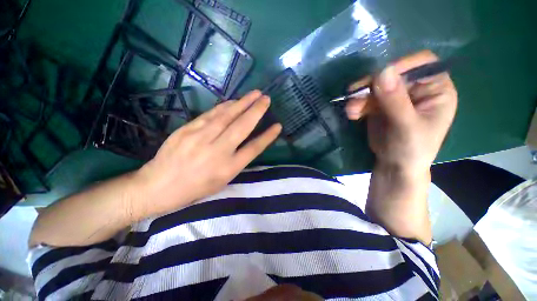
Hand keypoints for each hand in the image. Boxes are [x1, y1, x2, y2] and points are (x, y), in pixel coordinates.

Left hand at [131, 90, 281, 218]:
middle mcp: (217, 151)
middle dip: (256, 111)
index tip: (278, 125)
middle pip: (242, 126)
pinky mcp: (188, 129)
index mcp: (228, 168)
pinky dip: (225, 106)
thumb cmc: (196, 187)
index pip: (254, 148)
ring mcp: (201, 138)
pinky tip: (233, 101)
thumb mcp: (222, 180)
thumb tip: (248, 141)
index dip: (267, 136)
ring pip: (226, 116)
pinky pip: (211, 114)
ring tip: (254, 94)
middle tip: (267, 99)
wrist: (159, 185)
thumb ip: (237, 160)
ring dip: (242, 103)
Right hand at [345, 50, 457, 173]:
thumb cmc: (412, 149)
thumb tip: (382, 71)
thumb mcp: (406, 126)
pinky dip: (357, 105)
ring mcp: (396, 98)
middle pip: (393, 74)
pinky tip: (352, 115)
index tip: (379, 75)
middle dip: (372, 84)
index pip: (422, 63)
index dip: (402, 64)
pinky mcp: (380, 107)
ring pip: (375, 87)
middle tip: (353, 92)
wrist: (395, 166)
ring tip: (351, 110)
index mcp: (436, 89)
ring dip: (360, 97)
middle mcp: (417, 89)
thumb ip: (395, 100)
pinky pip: (366, 100)